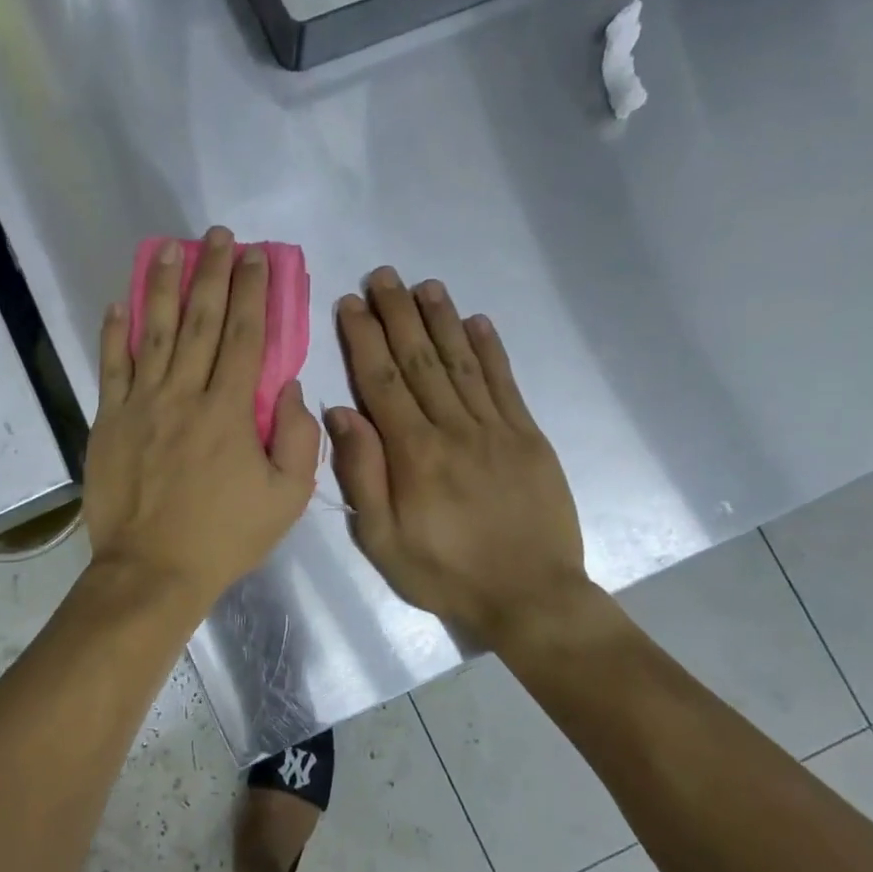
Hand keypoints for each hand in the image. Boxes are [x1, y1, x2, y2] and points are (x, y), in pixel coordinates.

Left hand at [85, 227, 320, 610]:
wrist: (152, 570)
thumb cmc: (224, 537)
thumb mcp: (287, 499)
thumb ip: (299, 439)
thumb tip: (289, 386)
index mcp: (229, 411)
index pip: (246, 336)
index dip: (251, 292)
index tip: (255, 256)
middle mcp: (184, 394)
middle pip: (200, 322)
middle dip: (212, 274)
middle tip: (217, 236)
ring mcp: (141, 405)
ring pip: (153, 333)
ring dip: (161, 286)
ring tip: (168, 248)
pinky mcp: (109, 421)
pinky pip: (110, 368)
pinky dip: (113, 334)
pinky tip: (118, 303)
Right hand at [327, 268, 597, 648]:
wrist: (530, 597)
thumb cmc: (445, 573)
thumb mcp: (383, 540)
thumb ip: (363, 475)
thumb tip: (342, 414)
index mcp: (414, 454)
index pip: (382, 382)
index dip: (364, 339)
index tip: (350, 303)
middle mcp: (454, 429)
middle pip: (420, 360)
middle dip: (399, 314)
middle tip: (384, 275)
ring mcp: (496, 430)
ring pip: (462, 363)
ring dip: (442, 320)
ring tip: (425, 285)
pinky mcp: (528, 438)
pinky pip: (506, 384)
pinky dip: (490, 350)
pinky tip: (478, 322)